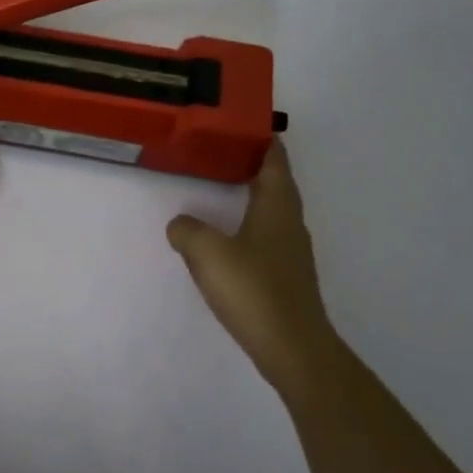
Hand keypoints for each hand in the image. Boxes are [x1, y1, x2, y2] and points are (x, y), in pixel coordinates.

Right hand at [167, 140, 337, 396]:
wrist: (292, 347)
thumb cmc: (253, 290)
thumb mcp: (208, 253)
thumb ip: (188, 231)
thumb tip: (180, 223)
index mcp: (277, 207)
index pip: (275, 162)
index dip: (265, 142)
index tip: (248, 125)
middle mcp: (290, 224)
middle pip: (277, 185)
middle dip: (256, 166)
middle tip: (224, 154)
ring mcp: (291, 252)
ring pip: (273, 212)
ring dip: (253, 197)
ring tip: (224, 190)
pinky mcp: (286, 277)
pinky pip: (267, 238)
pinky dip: (250, 227)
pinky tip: (230, 240)